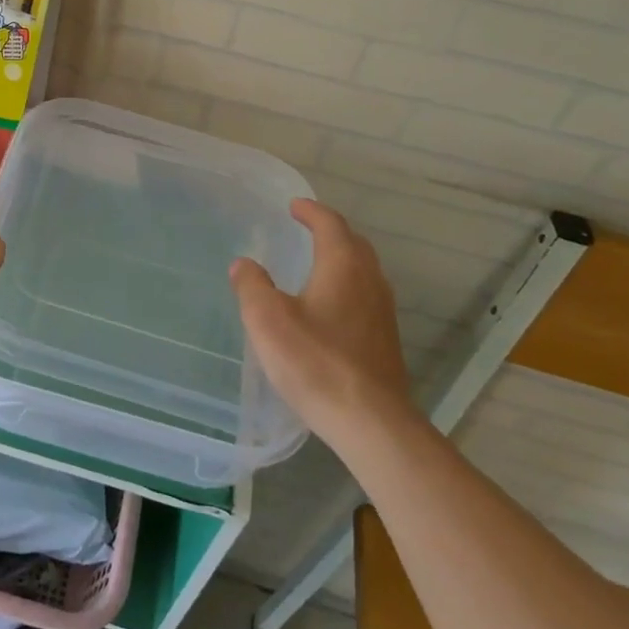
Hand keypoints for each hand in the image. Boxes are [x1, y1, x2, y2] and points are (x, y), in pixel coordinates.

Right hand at [231, 199, 417, 450]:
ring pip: (364, 271)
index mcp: (343, 266)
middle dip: (331, 231)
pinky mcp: (385, 340)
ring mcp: (382, 312)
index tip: (294, 206)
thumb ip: (252, 286)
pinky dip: (347, 286)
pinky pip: (365, 296)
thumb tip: (244, 264)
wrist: (371, 422)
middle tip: (307, 228)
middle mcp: (369, 281)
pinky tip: (330, 307)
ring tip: (317, 263)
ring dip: (342, 259)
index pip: (330, 224)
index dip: (311, 211)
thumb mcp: (268, 320)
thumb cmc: (316, 362)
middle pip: (354, 244)